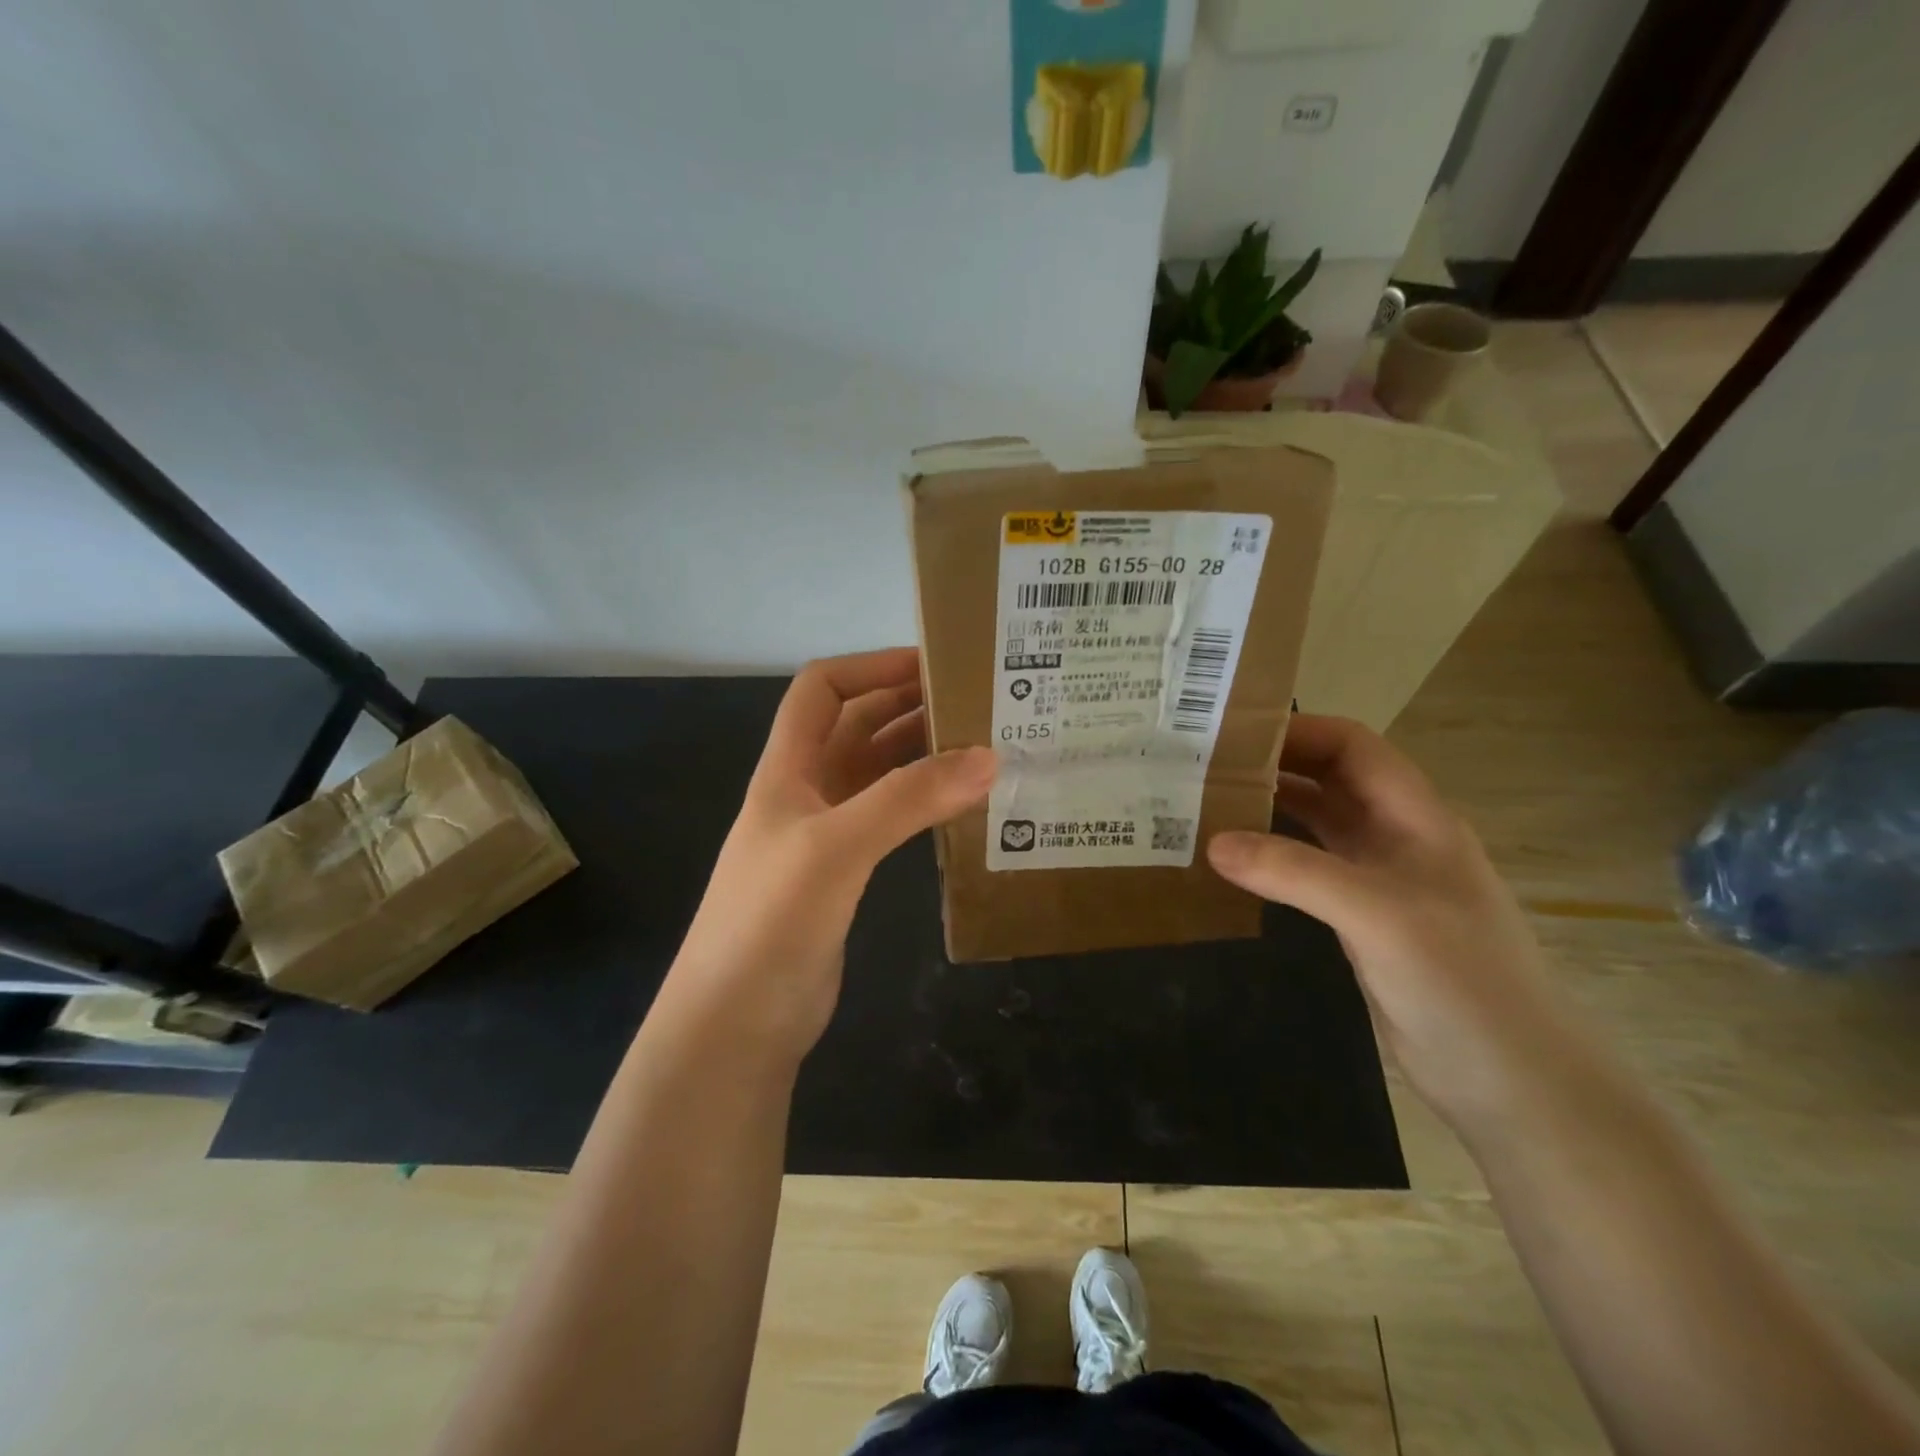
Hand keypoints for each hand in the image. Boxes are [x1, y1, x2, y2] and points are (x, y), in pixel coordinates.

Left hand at [667, 648, 996, 1067]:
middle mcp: (805, 792)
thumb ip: (908, 799)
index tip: (934, 664)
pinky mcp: (844, 875)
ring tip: (983, 747)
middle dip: (908, 705)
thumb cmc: (770, 921)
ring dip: (921, 754)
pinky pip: (889, 819)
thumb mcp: (836, 848)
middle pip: (856, 726)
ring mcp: (825, 835)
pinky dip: (922, 803)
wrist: (735, 1025)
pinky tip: (960, 807)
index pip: (822, 689)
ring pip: (877, 773)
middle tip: (977, 703)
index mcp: (787, 769)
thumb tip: (989, 756)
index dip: (872, 667)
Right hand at [1206, 714, 1576, 1130]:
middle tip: (1206, 768)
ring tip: (1207, 806)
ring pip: (1318, 823)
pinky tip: (1235, 863)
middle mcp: (1398, 838)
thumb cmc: (1459, 980)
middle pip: (1332, 780)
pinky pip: (1309, 869)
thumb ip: (1294, 872)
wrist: (1509, 1079)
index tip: (1234, 734)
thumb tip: (1213, 842)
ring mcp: (1380, 880)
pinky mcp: (1362, 919)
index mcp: (1416, 818)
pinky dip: (1273, 857)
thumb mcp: (1377, 914)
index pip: (1355, 747)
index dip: (1300, 731)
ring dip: (1270, 810)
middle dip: (1275, 766)